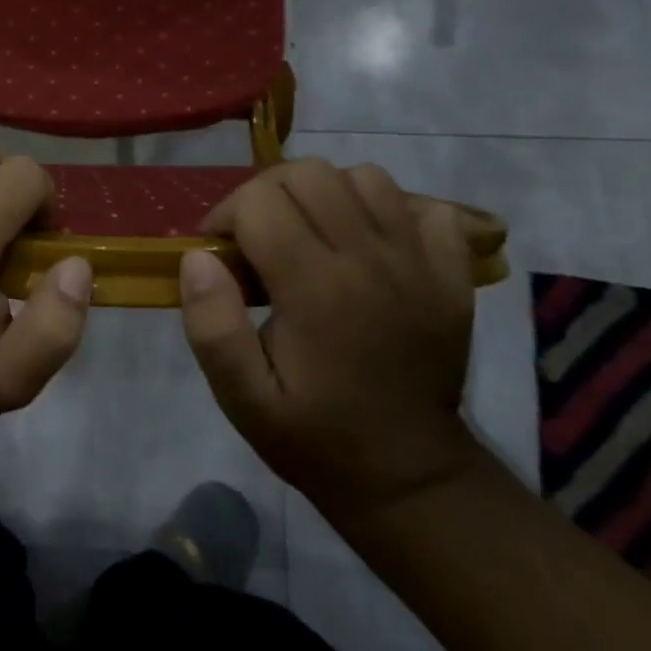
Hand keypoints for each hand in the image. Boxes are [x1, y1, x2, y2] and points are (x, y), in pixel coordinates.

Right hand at [179, 160, 481, 523]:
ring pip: (364, 177)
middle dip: (267, 194)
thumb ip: (212, 326)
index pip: (259, 202)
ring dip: (325, 193)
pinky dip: (389, 208)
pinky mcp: (453, 273)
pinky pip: (423, 205)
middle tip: (256, 238)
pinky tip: (368, 240)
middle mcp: (372, 261)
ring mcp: (420, 262)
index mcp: (317, 289)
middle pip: (310, 174)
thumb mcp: (243, 398)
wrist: (409, 476)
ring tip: (309, 233)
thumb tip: (197, 257)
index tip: (218, 252)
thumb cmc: (315, 435)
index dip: (225, 216)